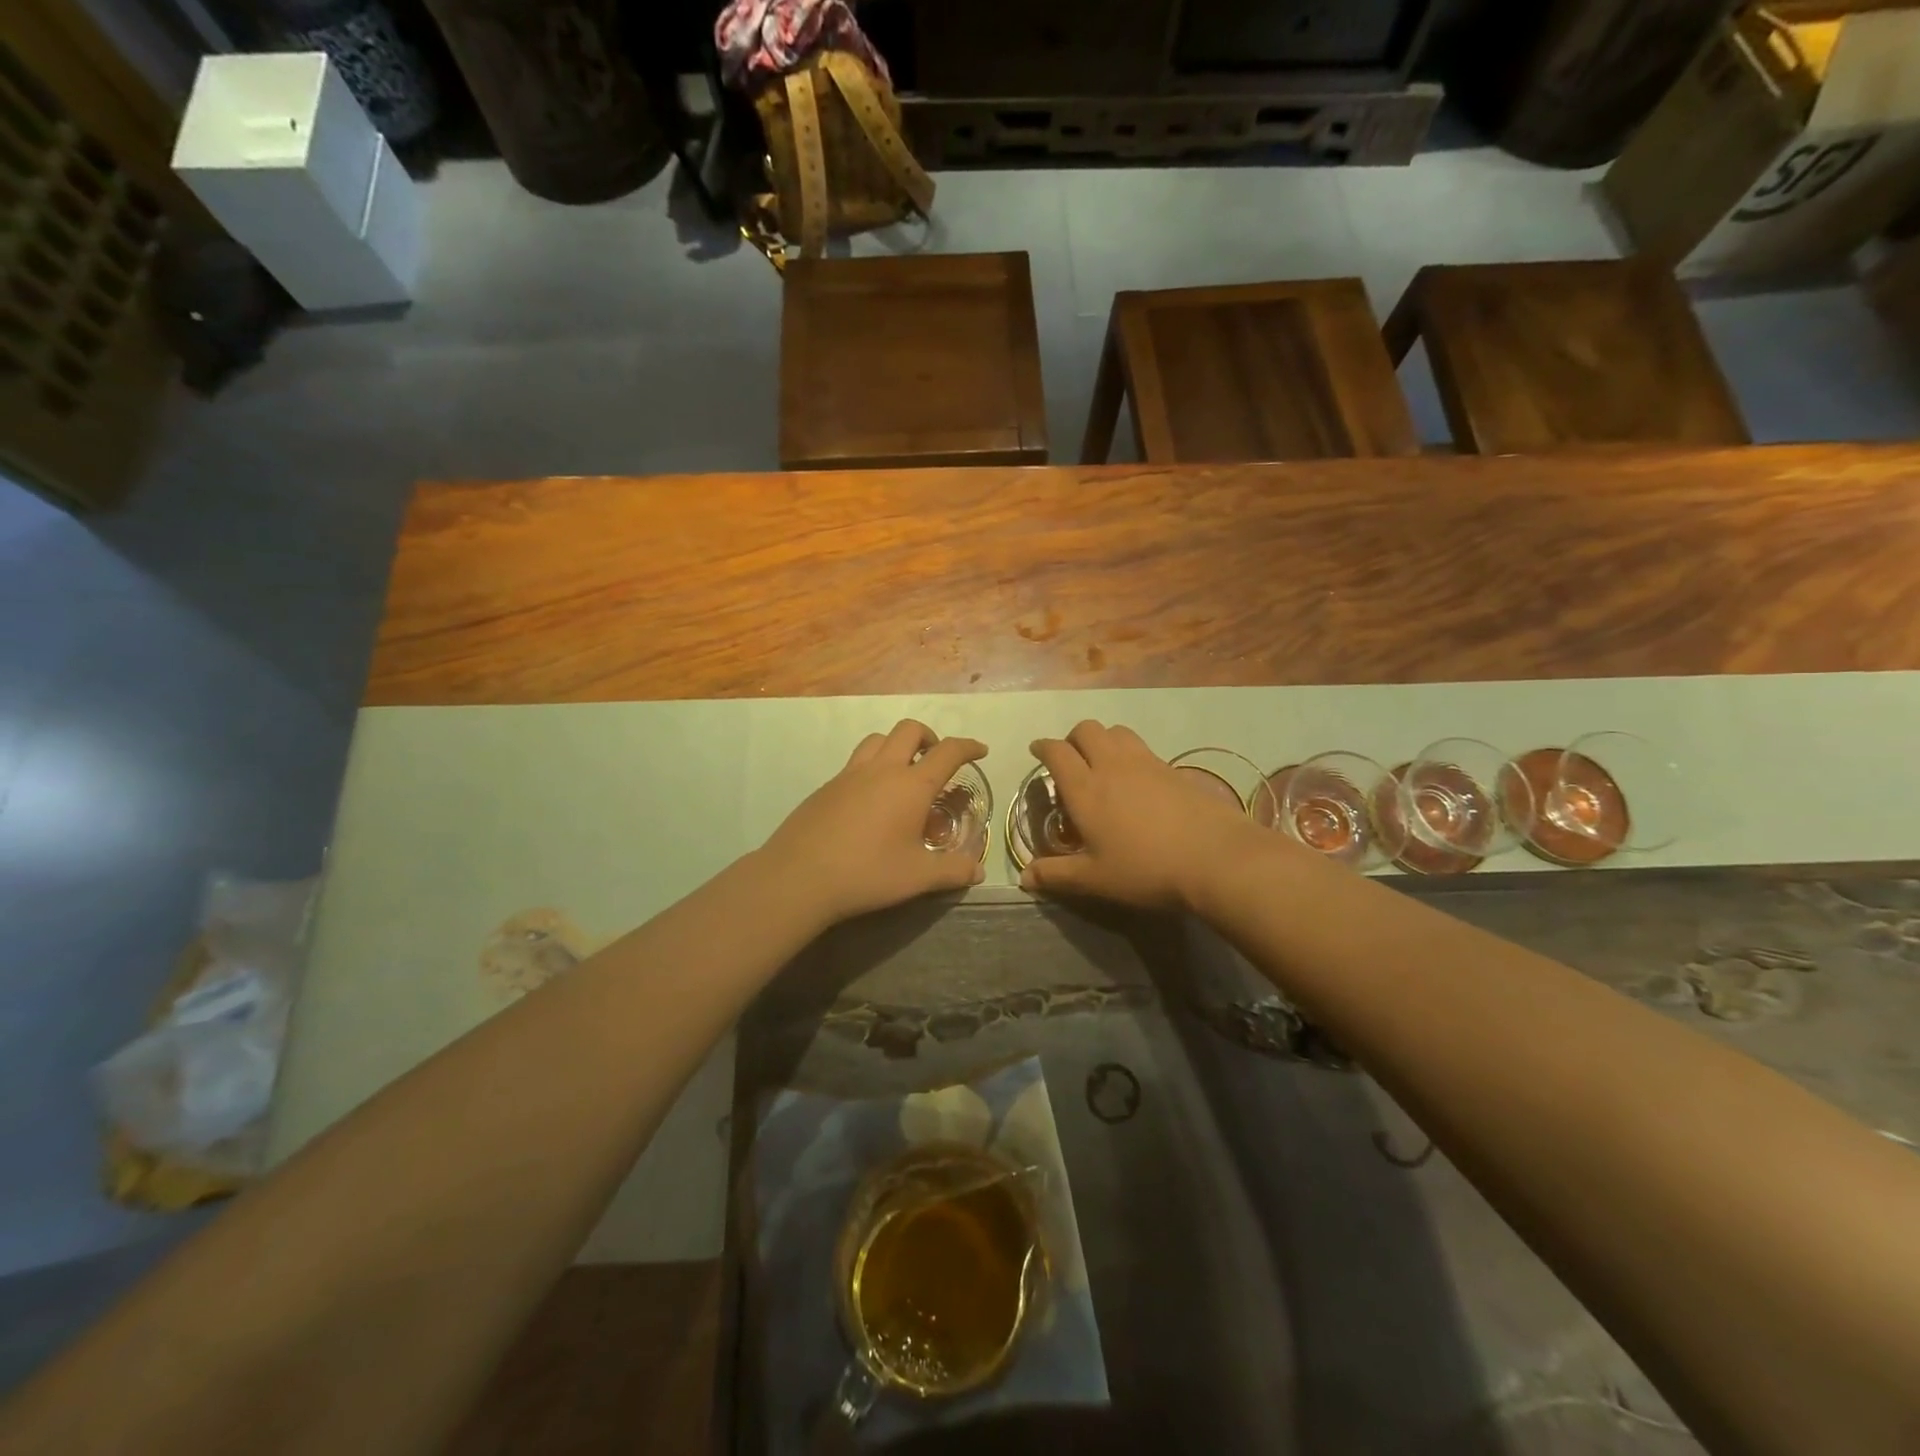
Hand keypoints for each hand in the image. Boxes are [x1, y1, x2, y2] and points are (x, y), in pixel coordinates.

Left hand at [761, 720, 988, 926]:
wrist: (799, 877)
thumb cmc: (867, 873)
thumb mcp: (918, 877)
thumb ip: (953, 871)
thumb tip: (978, 871)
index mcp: (911, 786)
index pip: (948, 752)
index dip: (968, 747)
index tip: (980, 750)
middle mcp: (882, 770)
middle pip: (909, 730)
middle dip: (929, 737)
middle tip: (936, 759)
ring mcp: (850, 775)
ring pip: (878, 739)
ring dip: (897, 745)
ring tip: (903, 772)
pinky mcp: (827, 787)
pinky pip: (855, 762)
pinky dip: (872, 766)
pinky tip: (870, 799)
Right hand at [1019, 721, 1261, 910]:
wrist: (1215, 857)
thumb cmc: (1146, 869)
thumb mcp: (1095, 879)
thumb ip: (1056, 875)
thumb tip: (1024, 877)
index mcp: (1085, 789)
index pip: (1057, 752)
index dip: (1043, 747)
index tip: (1037, 750)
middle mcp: (1112, 765)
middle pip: (1087, 729)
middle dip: (1073, 738)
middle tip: (1071, 760)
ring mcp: (1146, 762)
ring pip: (1117, 732)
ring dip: (1103, 740)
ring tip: (1103, 764)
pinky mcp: (1173, 768)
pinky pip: (1142, 747)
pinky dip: (1130, 753)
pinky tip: (1137, 781)